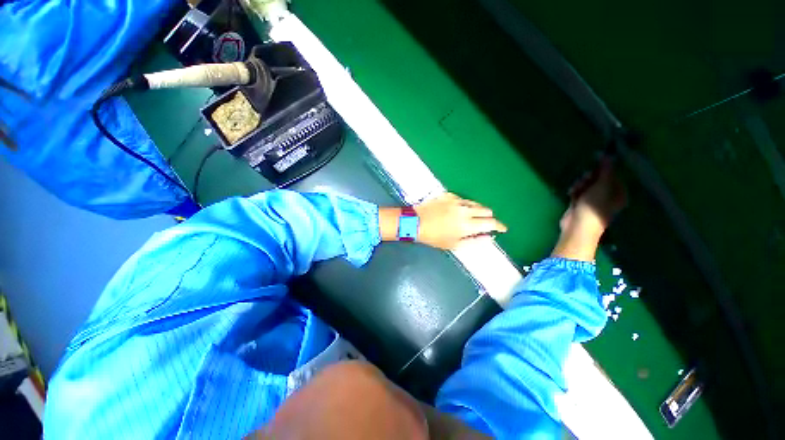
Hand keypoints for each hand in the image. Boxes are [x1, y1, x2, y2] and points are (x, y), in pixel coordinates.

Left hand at [379, 193, 506, 250]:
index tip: (503, 228)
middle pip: (486, 210)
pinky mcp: (449, 195)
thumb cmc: (434, 237)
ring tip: (471, 217)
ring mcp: (457, 200)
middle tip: (484, 224)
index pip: (491, 222)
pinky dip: (464, 205)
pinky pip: (463, 199)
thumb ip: (474, 241)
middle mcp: (465, 210)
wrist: (415, 221)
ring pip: (475, 203)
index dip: (499, 226)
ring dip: (477, 210)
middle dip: (488, 218)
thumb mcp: (454, 245)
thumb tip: (488, 238)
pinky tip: (457, 211)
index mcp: (468, 224)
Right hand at [553, 157, 625, 261]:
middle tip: (584, 179)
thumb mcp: (602, 186)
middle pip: (598, 179)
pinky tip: (571, 193)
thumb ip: (606, 170)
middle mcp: (608, 196)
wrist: (578, 227)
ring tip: (576, 189)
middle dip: (589, 177)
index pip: (612, 174)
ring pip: (587, 185)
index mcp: (618, 192)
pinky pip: (579, 192)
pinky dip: (575, 191)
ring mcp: (593, 201)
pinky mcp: (581, 204)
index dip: (603, 168)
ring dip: (580, 184)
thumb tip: (608, 154)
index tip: (595, 163)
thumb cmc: (594, 207)